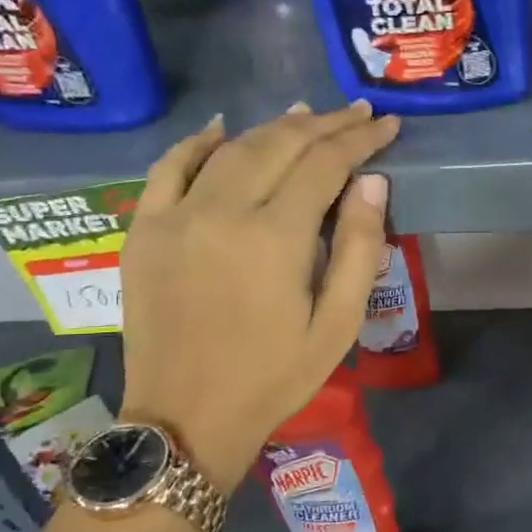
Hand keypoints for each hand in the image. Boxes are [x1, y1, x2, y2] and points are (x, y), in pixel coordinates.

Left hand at [118, 102, 399, 489]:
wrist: (187, 418)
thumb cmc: (275, 377)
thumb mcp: (338, 323)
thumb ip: (359, 248)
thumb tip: (373, 182)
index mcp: (275, 237)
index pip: (326, 164)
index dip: (360, 139)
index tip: (387, 125)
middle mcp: (222, 211)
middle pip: (280, 144)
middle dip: (325, 124)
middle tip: (358, 113)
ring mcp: (175, 216)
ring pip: (232, 149)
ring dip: (274, 127)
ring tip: (308, 115)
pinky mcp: (144, 230)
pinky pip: (168, 167)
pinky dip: (197, 142)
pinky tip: (222, 128)